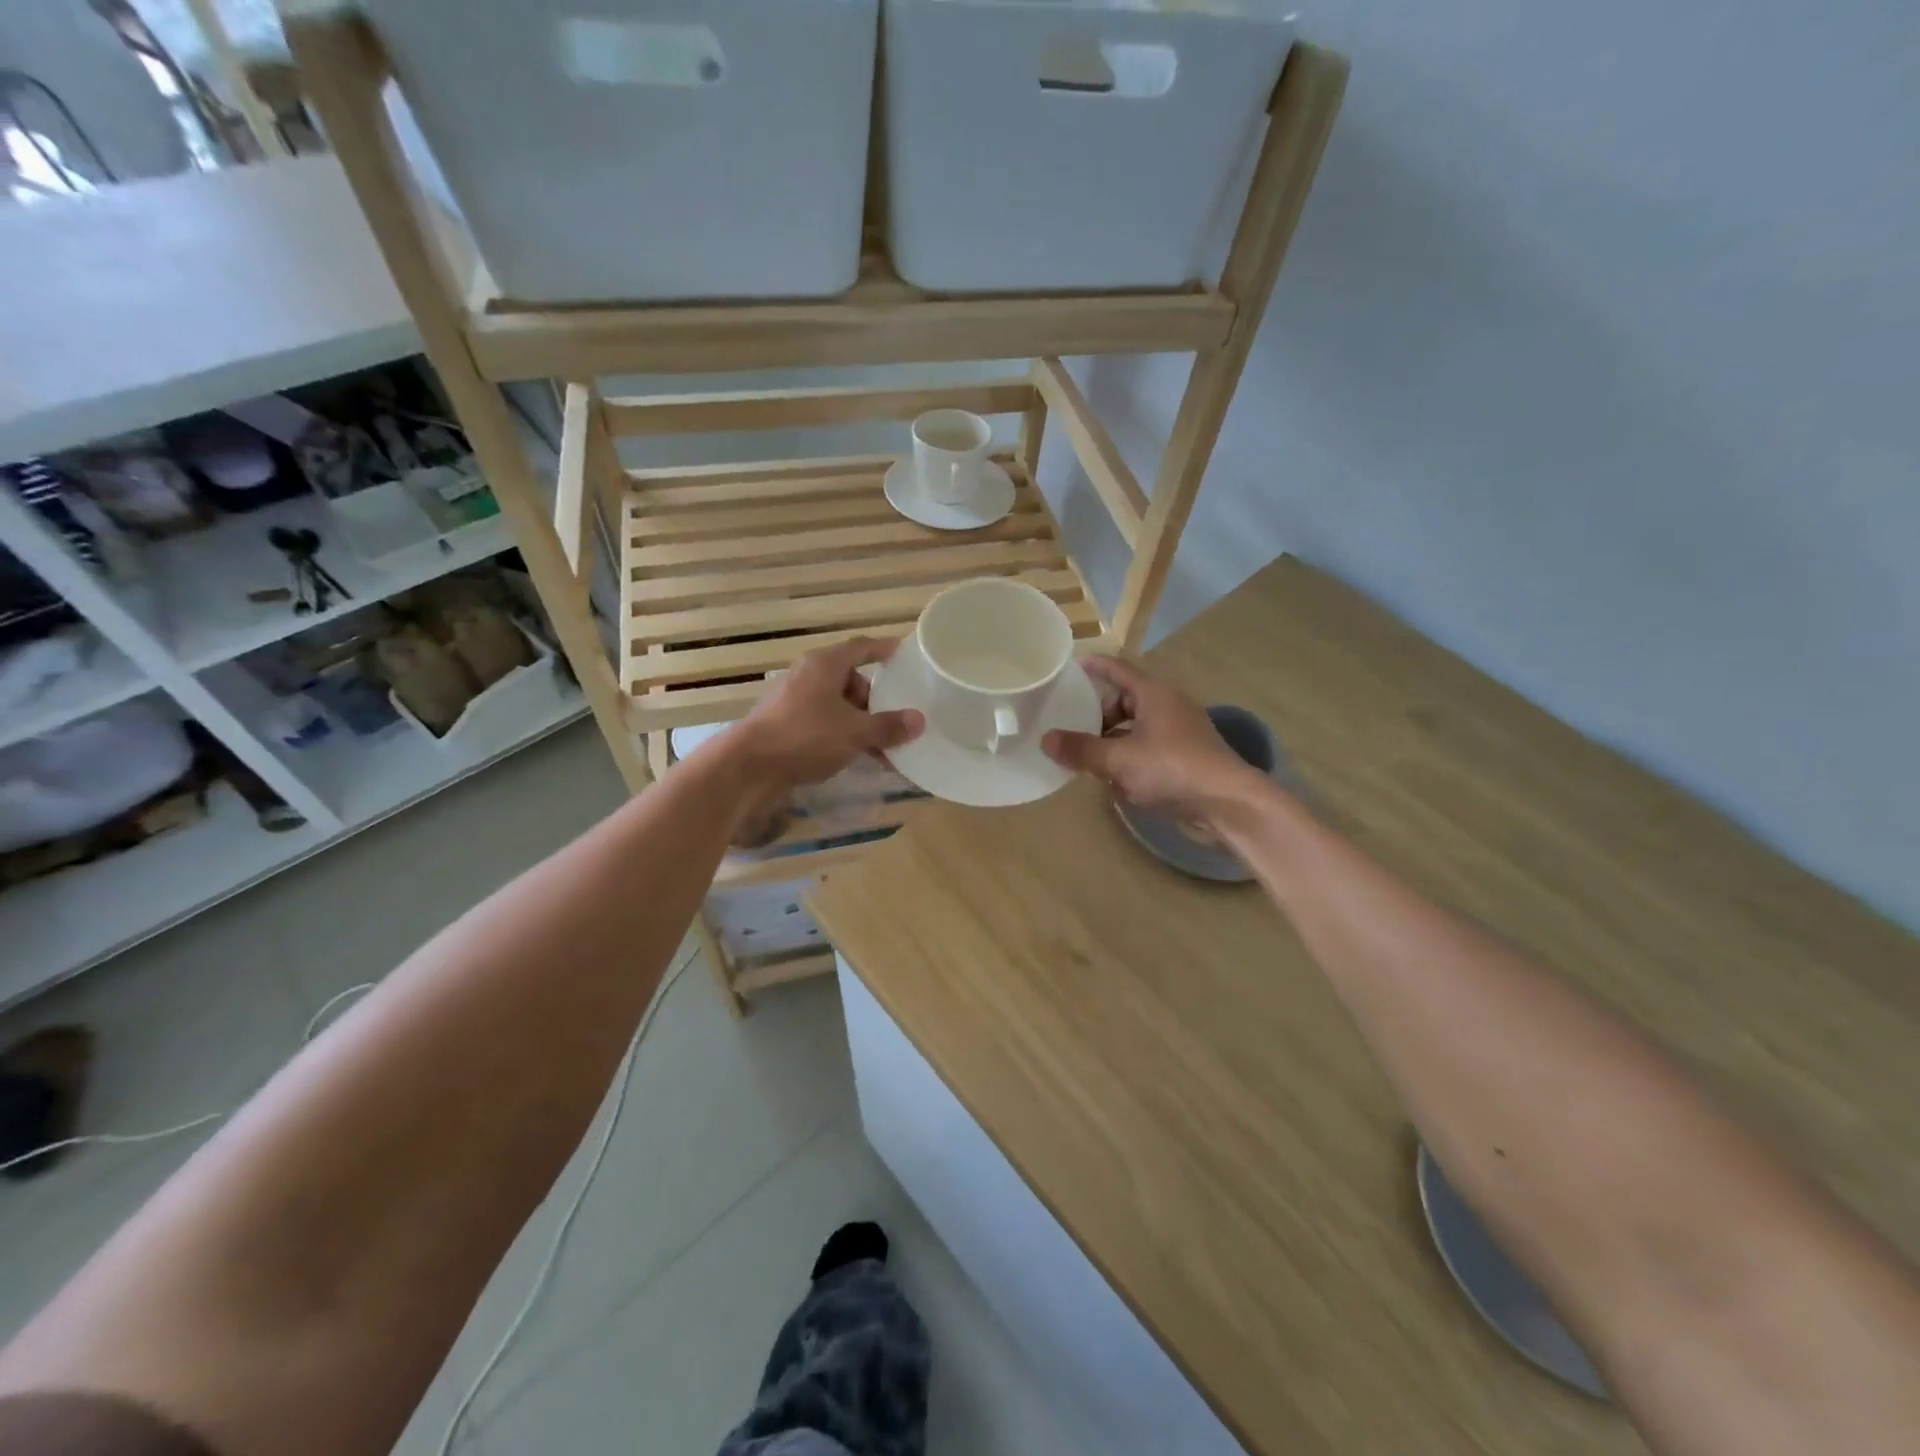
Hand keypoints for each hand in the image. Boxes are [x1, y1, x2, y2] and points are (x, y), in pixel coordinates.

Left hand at [727, 637, 922, 794]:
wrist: (749, 767)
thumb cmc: (805, 736)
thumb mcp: (855, 732)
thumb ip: (888, 726)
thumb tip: (919, 720)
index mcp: (825, 665)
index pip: (861, 648)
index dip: (883, 650)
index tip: (902, 654)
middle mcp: (808, 676)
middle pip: (850, 680)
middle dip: (875, 700)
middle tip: (895, 720)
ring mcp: (794, 701)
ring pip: (837, 705)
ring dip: (860, 722)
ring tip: (882, 748)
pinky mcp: (785, 725)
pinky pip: (823, 723)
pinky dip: (842, 735)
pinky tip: (856, 758)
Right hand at [1042, 657, 1256, 823]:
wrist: (1227, 804)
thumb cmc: (1172, 769)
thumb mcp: (1119, 760)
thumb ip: (1081, 750)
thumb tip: (1046, 739)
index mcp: (1153, 694)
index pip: (1117, 669)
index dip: (1093, 666)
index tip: (1069, 666)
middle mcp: (1167, 707)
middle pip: (1123, 702)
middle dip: (1097, 716)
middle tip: (1070, 728)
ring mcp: (1178, 733)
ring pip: (1134, 730)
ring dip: (1111, 743)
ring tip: (1087, 759)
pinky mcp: (1184, 758)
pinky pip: (1147, 751)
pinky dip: (1129, 760)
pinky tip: (1114, 782)